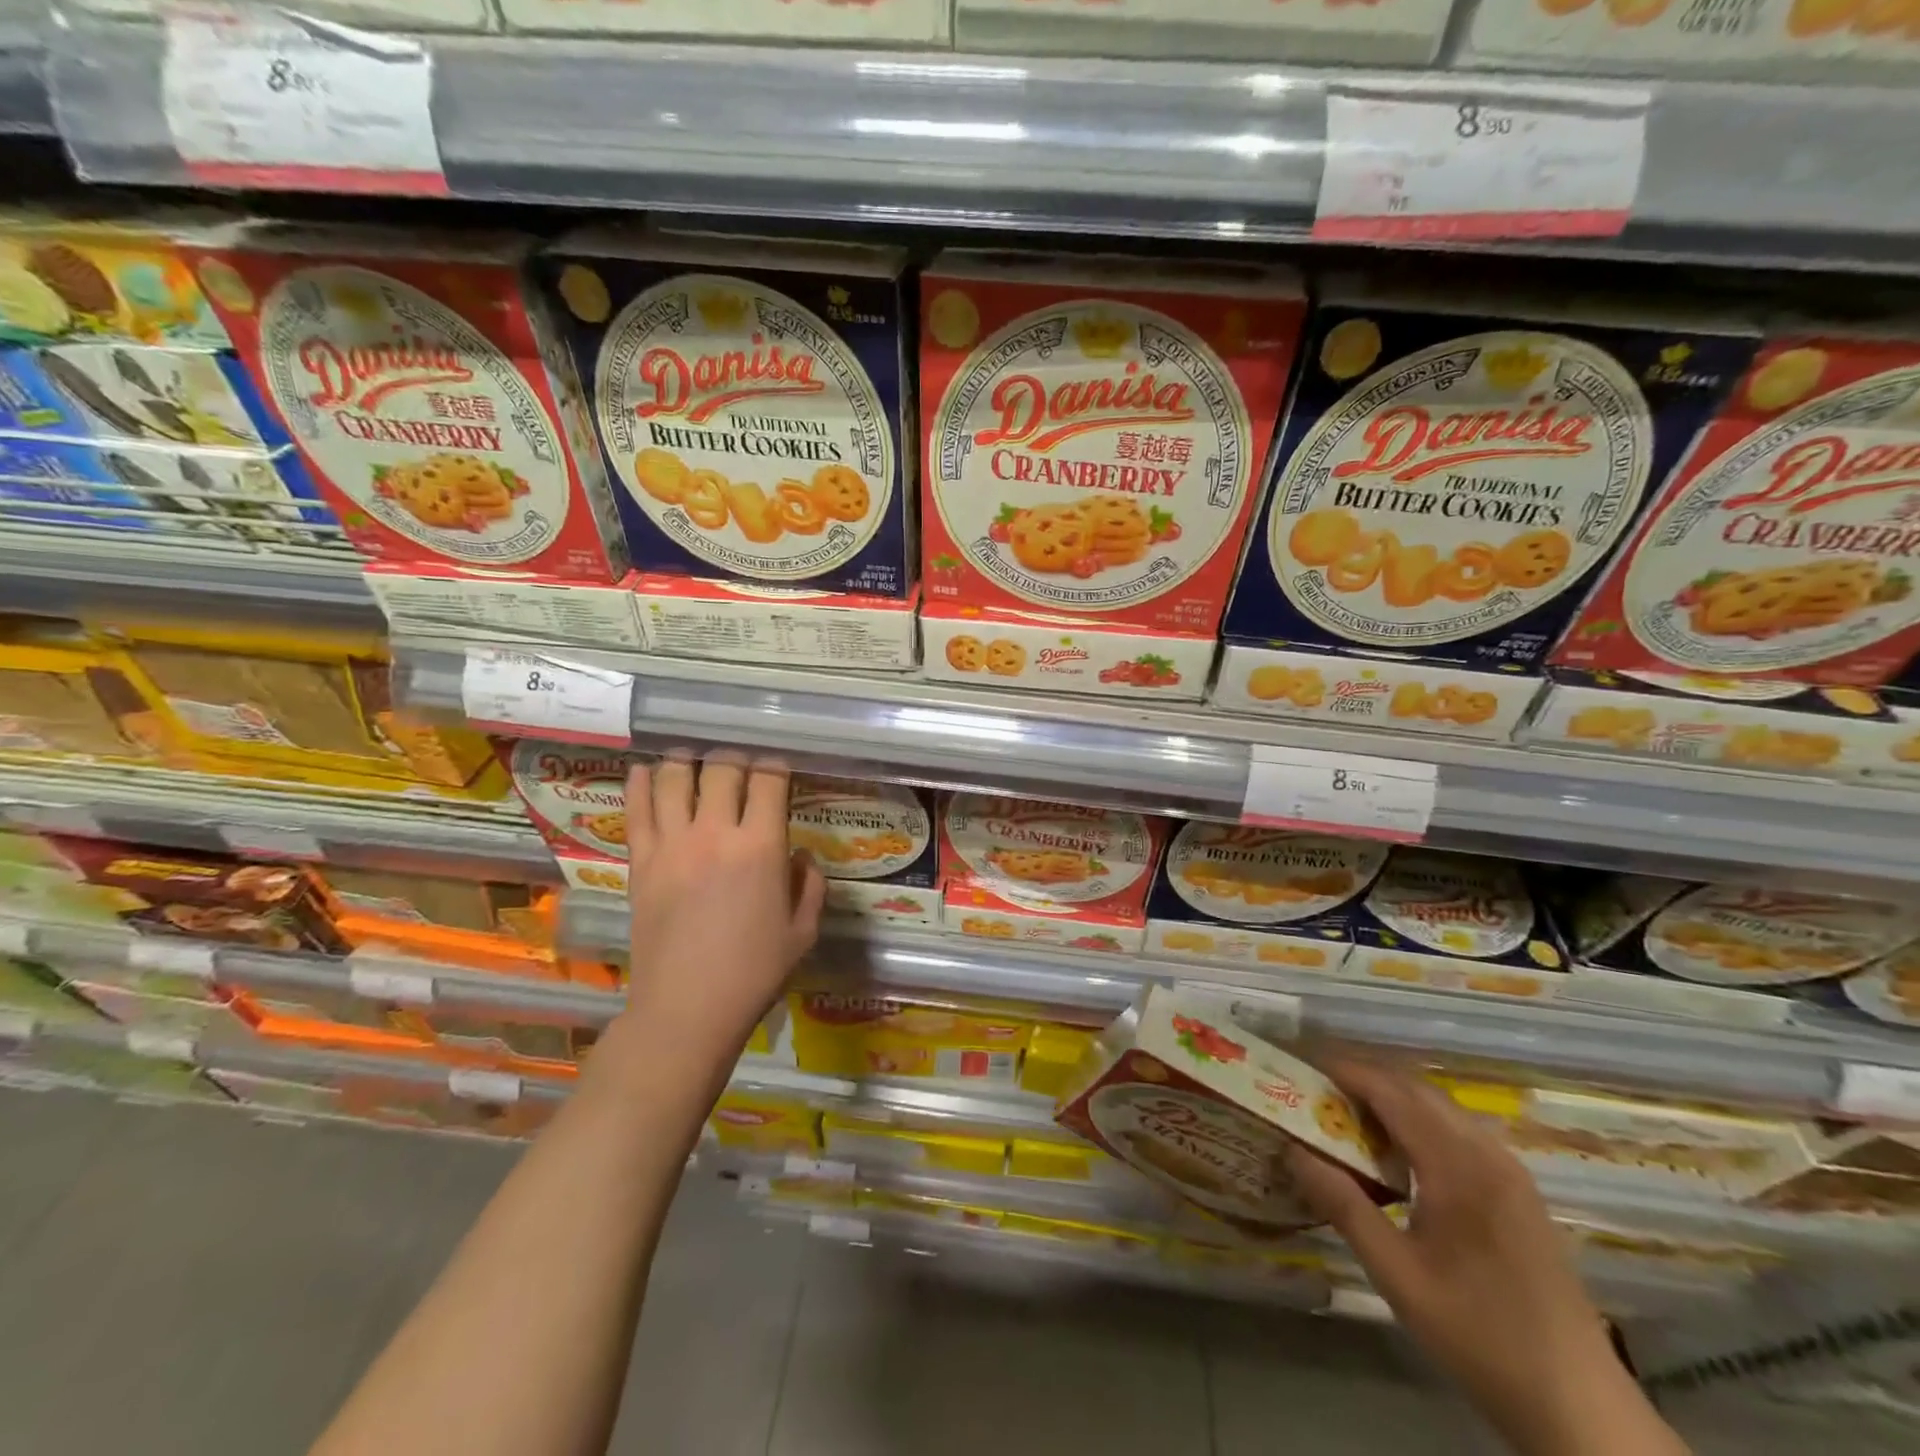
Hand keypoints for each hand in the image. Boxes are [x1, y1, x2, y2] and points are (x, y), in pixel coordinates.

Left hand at [620, 755, 825, 1072]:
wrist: (687, 1009)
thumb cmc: (754, 973)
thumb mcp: (803, 932)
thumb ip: (809, 885)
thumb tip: (802, 855)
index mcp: (761, 847)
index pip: (769, 781)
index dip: (776, 765)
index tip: (778, 768)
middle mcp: (715, 833)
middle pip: (721, 769)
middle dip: (735, 758)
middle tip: (740, 764)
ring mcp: (672, 845)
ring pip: (673, 778)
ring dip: (686, 760)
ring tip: (693, 760)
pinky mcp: (641, 862)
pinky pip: (635, 809)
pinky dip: (640, 782)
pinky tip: (645, 771)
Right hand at [1285, 1062, 1684, 1455]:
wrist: (1580, 1407)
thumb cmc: (1480, 1336)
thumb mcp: (1397, 1275)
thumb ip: (1343, 1206)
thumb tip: (1293, 1150)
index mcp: (1459, 1167)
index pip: (1393, 1094)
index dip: (1349, 1072)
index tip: (1306, 1066)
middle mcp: (1488, 1155)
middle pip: (1418, 1091)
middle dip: (1368, 1081)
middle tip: (1320, 1091)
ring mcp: (1511, 1173)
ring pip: (1442, 1110)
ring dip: (1395, 1101)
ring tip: (1350, 1118)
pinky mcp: (1520, 1193)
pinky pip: (1461, 1133)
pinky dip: (1421, 1123)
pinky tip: (1400, 1155)